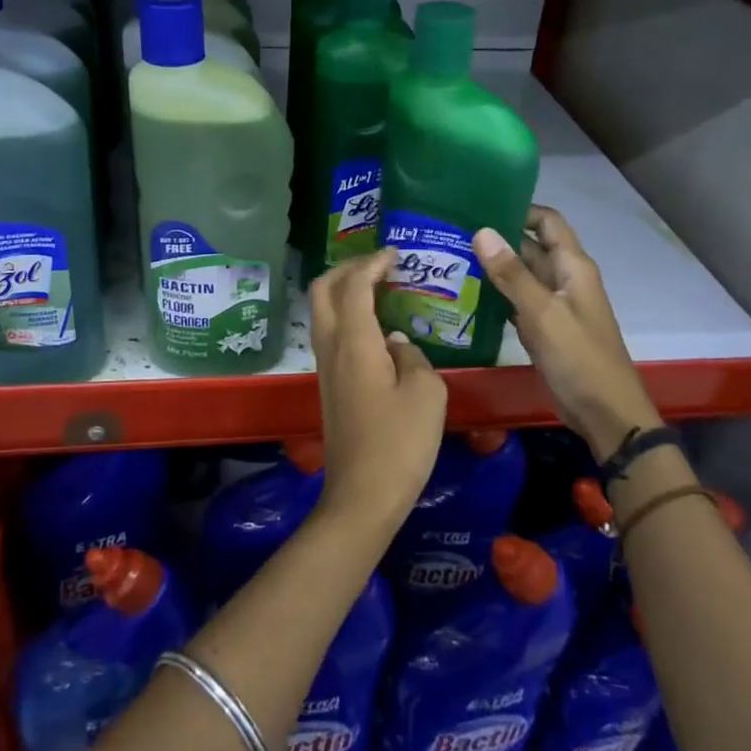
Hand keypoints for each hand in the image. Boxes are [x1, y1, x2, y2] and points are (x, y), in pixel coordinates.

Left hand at [308, 248, 447, 533]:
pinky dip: (348, 316)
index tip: (396, 254)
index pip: (354, 284)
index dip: (373, 263)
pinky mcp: (329, 386)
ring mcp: (325, 367)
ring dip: (345, 292)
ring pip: (323, 312)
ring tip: (381, 290)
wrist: (362, 496)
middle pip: (323, 289)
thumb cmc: (400, 442)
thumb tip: (398, 343)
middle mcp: (331, 347)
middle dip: (348, 268)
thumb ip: (413, 356)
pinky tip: (378, 329)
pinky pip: (331, 335)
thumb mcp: (427, 393)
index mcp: (354, 341)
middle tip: (380, 266)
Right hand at [474, 205, 661, 461]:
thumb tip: (482, 231)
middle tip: (453, 232)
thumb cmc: (579, 357)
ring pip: (521, 275)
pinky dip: (497, 295)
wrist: (605, 413)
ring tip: (452, 258)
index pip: (547, 222)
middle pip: (530, 246)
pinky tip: (467, 294)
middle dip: (497, 238)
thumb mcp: (543, 313)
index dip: (519, 209)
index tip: (480, 205)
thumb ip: (512, 274)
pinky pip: (517, 301)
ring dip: (494, 267)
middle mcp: (564, 279)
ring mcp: (554, 305)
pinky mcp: (544, 328)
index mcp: (573, 267)